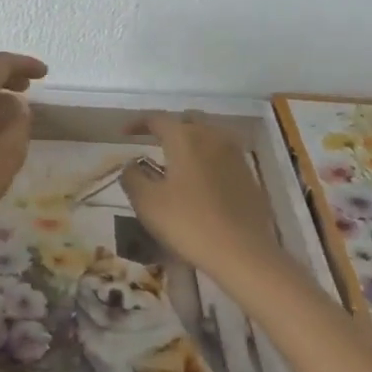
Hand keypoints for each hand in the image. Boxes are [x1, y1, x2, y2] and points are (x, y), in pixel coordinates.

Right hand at [119, 113, 283, 276]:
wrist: (243, 253)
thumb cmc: (188, 223)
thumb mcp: (147, 202)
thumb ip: (132, 177)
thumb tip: (131, 164)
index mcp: (185, 138)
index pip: (157, 118)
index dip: (137, 123)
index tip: (123, 134)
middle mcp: (212, 137)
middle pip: (188, 119)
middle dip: (168, 126)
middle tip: (153, 141)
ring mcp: (235, 155)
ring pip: (209, 134)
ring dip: (190, 140)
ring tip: (176, 159)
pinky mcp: (248, 175)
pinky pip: (223, 154)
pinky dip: (207, 157)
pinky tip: (199, 179)